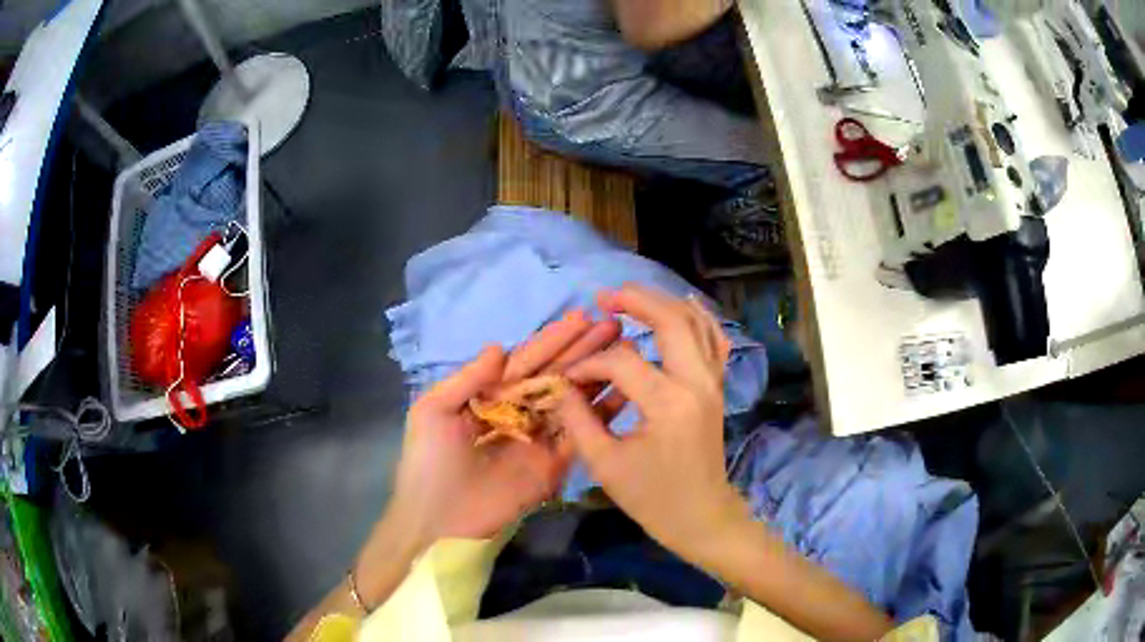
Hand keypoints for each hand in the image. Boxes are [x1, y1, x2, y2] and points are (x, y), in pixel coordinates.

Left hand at [390, 310, 620, 547]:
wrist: (439, 520)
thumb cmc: (429, 462)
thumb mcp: (433, 411)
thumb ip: (467, 379)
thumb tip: (500, 346)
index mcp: (491, 395)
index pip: (527, 360)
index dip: (553, 339)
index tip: (583, 317)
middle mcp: (519, 411)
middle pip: (556, 375)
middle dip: (584, 350)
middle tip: (615, 326)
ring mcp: (540, 438)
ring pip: (573, 400)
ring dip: (598, 376)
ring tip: (627, 351)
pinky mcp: (555, 465)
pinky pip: (581, 435)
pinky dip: (602, 414)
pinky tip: (623, 392)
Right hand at [555, 285, 748, 563]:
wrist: (702, 516)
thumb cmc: (653, 498)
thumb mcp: (605, 464)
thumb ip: (578, 420)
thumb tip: (562, 386)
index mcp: (668, 404)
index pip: (622, 363)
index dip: (590, 365)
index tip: (569, 378)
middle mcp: (697, 382)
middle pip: (671, 321)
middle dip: (636, 301)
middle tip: (604, 297)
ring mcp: (713, 382)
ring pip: (696, 322)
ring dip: (664, 303)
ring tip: (631, 298)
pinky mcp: (717, 386)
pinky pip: (713, 339)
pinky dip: (698, 317)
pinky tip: (683, 303)